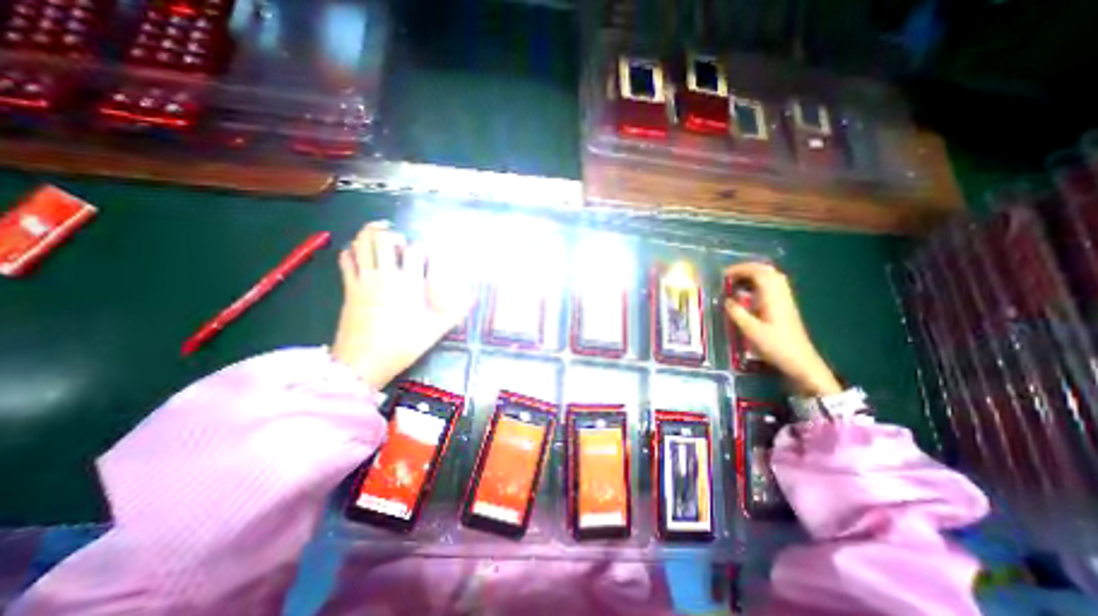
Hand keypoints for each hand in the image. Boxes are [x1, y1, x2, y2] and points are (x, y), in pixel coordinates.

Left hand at [331, 222, 473, 389]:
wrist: (364, 361)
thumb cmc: (403, 344)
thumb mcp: (435, 329)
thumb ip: (456, 311)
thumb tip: (475, 298)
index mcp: (409, 283)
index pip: (416, 250)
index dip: (423, 247)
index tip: (426, 255)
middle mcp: (386, 275)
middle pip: (384, 239)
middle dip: (393, 234)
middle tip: (399, 241)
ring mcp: (364, 280)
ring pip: (362, 244)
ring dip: (369, 234)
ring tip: (378, 233)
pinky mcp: (348, 288)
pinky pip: (345, 260)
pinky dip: (351, 250)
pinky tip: (359, 253)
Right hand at [722, 263, 841, 396]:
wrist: (800, 361)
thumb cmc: (775, 346)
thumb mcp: (751, 330)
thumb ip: (737, 313)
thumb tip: (727, 300)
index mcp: (773, 297)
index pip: (758, 272)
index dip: (740, 269)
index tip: (723, 275)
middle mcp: (781, 294)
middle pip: (767, 271)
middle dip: (747, 269)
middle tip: (729, 276)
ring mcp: (785, 300)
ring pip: (771, 277)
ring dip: (753, 275)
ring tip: (736, 283)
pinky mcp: (784, 307)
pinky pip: (772, 286)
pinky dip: (758, 284)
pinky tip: (748, 294)